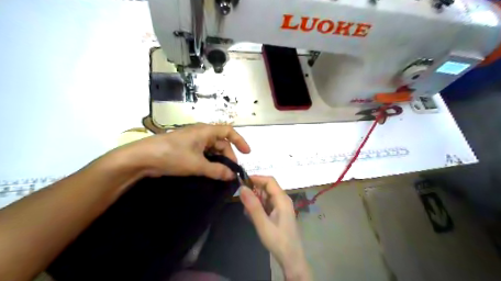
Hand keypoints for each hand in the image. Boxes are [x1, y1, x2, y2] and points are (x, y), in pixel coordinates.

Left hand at [113, 124, 249, 180]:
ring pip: (212, 149)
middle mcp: (201, 133)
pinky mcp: (185, 148)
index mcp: (205, 131)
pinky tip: (209, 171)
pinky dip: (209, 161)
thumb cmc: (172, 156)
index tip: (247, 153)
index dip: (240, 141)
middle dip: (228, 156)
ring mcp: (192, 141)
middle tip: (230, 171)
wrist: (142, 158)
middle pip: (221, 142)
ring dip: (218, 160)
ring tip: (221, 173)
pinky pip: (203, 153)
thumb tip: (232, 176)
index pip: (229, 131)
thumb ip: (216, 170)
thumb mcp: (196, 164)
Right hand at [241, 176, 311, 279]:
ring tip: (247, 213)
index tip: (241, 182)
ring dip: (255, 201)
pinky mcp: (279, 213)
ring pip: (265, 196)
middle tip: (242, 201)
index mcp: (282, 199)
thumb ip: (252, 205)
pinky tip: (253, 217)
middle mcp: (283, 200)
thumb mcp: (263, 223)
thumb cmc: (278, 241)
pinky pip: (267, 204)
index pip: (269, 181)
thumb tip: (242, 188)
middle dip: (254, 191)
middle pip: (267, 188)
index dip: (256, 178)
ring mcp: (281, 207)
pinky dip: (259, 208)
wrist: (291, 259)